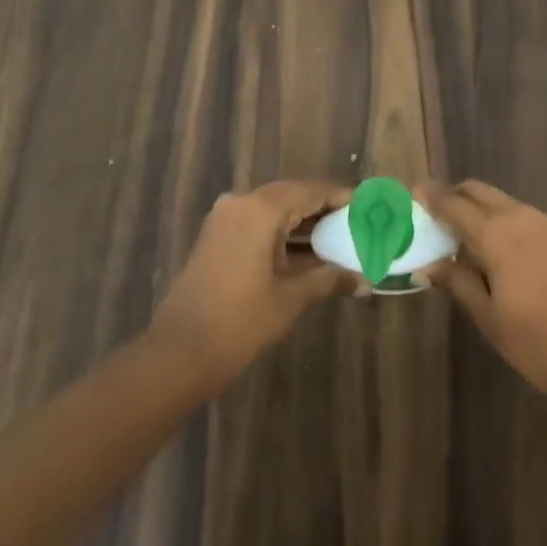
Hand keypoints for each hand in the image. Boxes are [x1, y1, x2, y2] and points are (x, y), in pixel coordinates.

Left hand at [149, 180, 357, 386]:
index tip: (369, 206)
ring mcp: (225, 219)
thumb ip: (328, 279)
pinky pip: (258, 222)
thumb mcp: (290, 299)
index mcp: (261, 209)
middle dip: (324, 208)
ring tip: (338, 238)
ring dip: (304, 222)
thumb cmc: (239, 322)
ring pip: (274, 209)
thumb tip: (365, 280)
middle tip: (356, 222)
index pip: (312, 191)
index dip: (342, 197)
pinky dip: (283, 233)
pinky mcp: (217, 237)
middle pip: (292, 195)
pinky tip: (306, 252)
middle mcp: (242, 203)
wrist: (177, 354)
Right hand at [421, 181, 546, 399]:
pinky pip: (518, 214)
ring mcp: (543, 223)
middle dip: (454, 196)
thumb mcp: (488, 316)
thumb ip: (458, 282)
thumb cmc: (537, 339)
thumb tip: (429, 265)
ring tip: (459, 236)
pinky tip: (492, 249)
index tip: (411, 192)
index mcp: (495, 233)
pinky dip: (498, 219)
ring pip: (500, 200)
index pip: (453, 204)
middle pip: (478, 191)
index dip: (430, 197)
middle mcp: (518, 216)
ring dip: (477, 207)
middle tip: (433, 214)